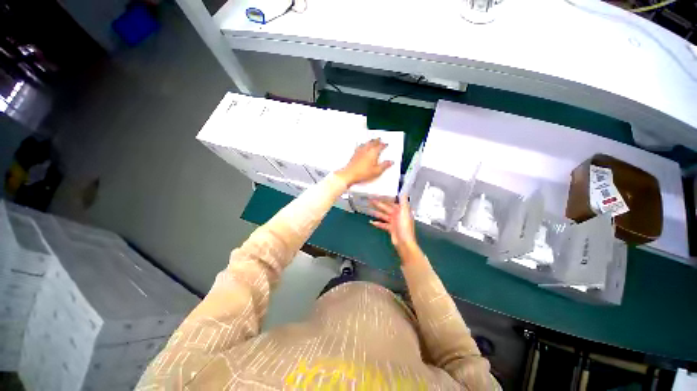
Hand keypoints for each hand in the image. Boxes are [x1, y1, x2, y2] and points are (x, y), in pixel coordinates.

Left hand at [336, 139, 392, 186]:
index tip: (386, 144)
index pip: (380, 146)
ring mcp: (359, 152)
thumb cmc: (363, 173)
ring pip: (366, 144)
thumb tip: (391, 162)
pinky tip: (361, 146)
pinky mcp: (354, 155)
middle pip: (372, 143)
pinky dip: (363, 145)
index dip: (383, 145)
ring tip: (371, 140)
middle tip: (379, 138)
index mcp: (373, 153)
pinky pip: (360, 147)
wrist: (350, 174)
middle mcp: (366, 150)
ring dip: (370, 141)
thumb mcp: (377, 171)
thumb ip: (384, 165)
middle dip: (376, 141)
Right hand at [369, 195, 421, 261]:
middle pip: (387, 208)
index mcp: (402, 210)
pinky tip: (372, 222)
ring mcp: (394, 222)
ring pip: (384, 216)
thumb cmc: (404, 227)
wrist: (404, 242)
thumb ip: (403, 202)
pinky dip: (378, 223)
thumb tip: (404, 192)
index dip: (386, 198)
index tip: (379, 194)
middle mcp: (398, 215)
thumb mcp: (404, 212)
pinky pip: (383, 224)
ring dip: (377, 213)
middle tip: (370, 200)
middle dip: (379, 204)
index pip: (393, 202)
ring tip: (369, 209)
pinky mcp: (391, 229)